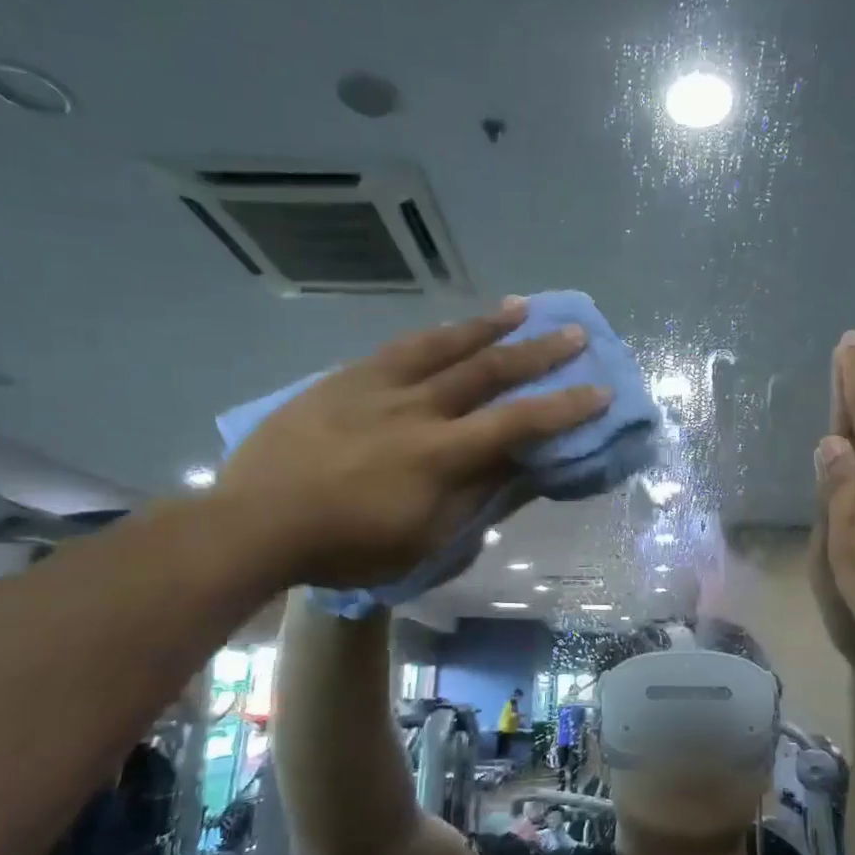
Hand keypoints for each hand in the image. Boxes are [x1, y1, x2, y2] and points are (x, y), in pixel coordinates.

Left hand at [216, 298, 609, 588]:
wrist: (254, 522)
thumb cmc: (344, 547)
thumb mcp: (422, 539)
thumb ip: (475, 499)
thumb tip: (520, 468)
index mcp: (439, 455)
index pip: (517, 423)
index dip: (564, 407)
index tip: (600, 390)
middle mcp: (416, 408)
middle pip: (487, 371)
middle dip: (537, 352)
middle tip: (573, 332)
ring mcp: (377, 387)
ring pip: (442, 346)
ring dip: (487, 326)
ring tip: (520, 307)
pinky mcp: (344, 379)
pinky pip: (398, 348)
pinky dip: (433, 335)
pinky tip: (447, 327)